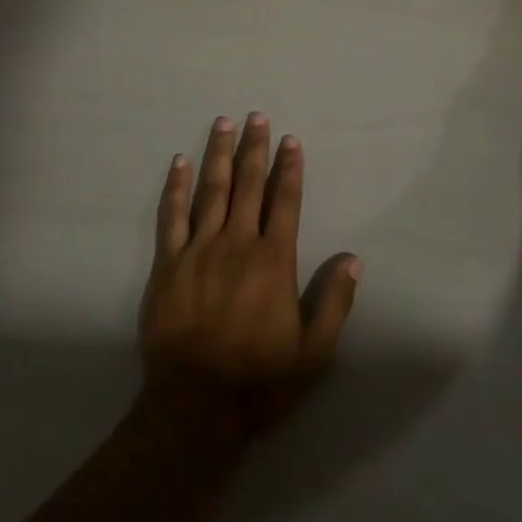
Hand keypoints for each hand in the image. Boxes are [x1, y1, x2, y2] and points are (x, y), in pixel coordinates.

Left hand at [140, 113, 360, 435]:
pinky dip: (176, 186)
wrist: (195, 407)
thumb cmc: (258, 379)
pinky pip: (171, 215)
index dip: (289, 169)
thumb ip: (334, 302)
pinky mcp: (168, 262)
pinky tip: (180, 161)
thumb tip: (353, 258)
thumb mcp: (313, 352)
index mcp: (273, 260)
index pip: (285, 201)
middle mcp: (237, 243)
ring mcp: (199, 249)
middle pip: (248, 184)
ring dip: (219, 154)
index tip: (290, 140)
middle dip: (254, 148)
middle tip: (257, 115)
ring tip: (223, 122)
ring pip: (211, 189)